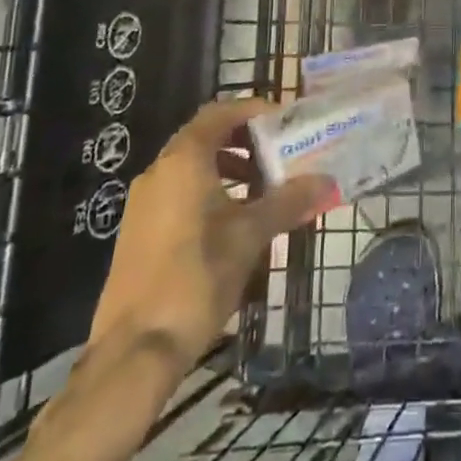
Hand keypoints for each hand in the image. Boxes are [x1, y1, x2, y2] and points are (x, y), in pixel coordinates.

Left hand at [88, 99, 337, 365]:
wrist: (134, 351)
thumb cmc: (196, 277)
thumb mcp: (251, 236)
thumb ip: (289, 202)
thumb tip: (326, 182)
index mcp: (183, 161)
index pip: (219, 112)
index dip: (252, 110)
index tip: (284, 120)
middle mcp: (159, 172)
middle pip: (205, 137)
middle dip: (245, 141)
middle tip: (279, 154)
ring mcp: (144, 203)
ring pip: (192, 167)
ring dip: (229, 168)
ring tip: (263, 190)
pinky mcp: (139, 232)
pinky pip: (179, 193)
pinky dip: (210, 192)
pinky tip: (235, 223)